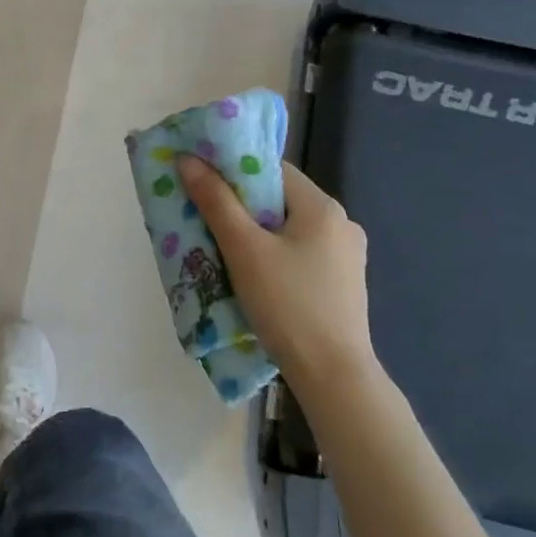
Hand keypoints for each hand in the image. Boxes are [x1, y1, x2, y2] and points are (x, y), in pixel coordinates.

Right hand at [177, 156, 374, 386]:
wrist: (334, 376)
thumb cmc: (288, 305)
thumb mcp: (243, 249)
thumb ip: (216, 201)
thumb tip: (188, 160)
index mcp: (322, 206)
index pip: (272, 169)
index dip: (234, 170)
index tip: (203, 183)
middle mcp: (341, 223)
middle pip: (279, 199)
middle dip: (240, 206)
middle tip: (204, 217)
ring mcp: (346, 256)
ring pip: (288, 228)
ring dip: (256, 233)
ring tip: (223, 248)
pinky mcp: (342, 283)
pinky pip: (300, 253)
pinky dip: (274, 255)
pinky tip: (254, 276)